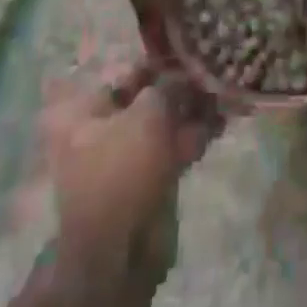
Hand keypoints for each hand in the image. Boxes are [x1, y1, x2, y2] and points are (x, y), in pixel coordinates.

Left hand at [40, 59, 221, 279]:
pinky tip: (221, 123)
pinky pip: (172, 149)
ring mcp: (123, 159)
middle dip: (181, 89)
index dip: (160, 63)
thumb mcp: (148, 113)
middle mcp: (98, 132)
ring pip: (163, 125)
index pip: (126, 74)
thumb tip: (184, 74)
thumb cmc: (123, 169)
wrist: (121, 253)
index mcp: (82, 112)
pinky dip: (194, 137)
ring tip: (224, 97)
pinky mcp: (146, 182)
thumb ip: (169, 86)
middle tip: (212, 75)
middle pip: (146, 99)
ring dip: (193, 112)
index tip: (191, 53)